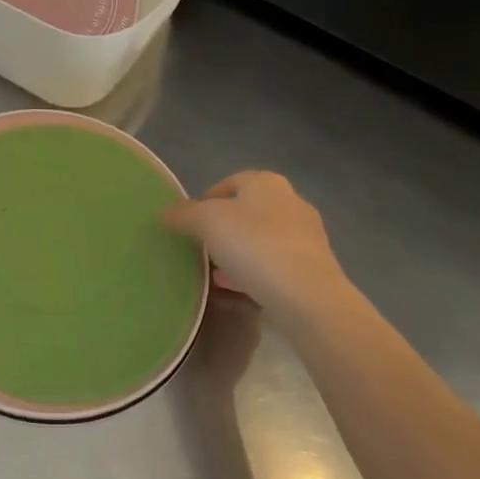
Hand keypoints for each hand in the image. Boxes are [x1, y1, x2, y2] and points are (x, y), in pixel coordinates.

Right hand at [164, 171, 349, 328]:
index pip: (230, 182)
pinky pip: (275, 265)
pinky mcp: (313, 269)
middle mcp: (291, 202)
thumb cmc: (254, 244)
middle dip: (223, 227)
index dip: (206, 199)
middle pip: (247, 211)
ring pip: (262, 239)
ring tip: (214, 271)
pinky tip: (236, 288)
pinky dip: (254, 272)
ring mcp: (306, 237)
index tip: (189, 221)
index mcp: (267, 183)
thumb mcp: (206, 222)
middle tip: (201, 246)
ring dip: (238, 251)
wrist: (307, 297)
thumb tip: (166, 212)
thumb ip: (184, 214)